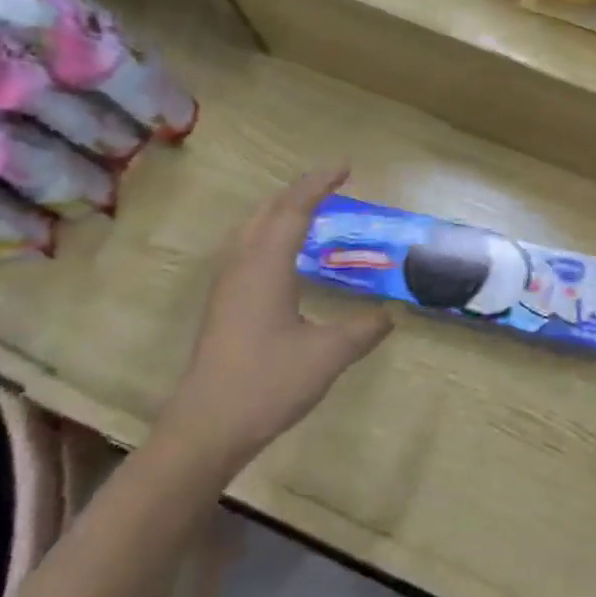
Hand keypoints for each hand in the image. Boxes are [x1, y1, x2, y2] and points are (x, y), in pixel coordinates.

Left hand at [157, 164, 392, 478]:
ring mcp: (226, 287)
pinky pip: (246, 249)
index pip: (294, 209)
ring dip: (280, 211)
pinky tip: (284, 256)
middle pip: (267, 212)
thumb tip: (389, 314)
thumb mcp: (329, 355)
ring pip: (251, 230)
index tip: (346, 166)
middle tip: (331, 183)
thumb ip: (364, 329)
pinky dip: (269, 234)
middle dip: (299, 191)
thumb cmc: (268, 384)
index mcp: (266, 267)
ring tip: (309, 210)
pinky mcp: (222, 306)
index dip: (320, 184)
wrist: (206, 430)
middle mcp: (242, 267)